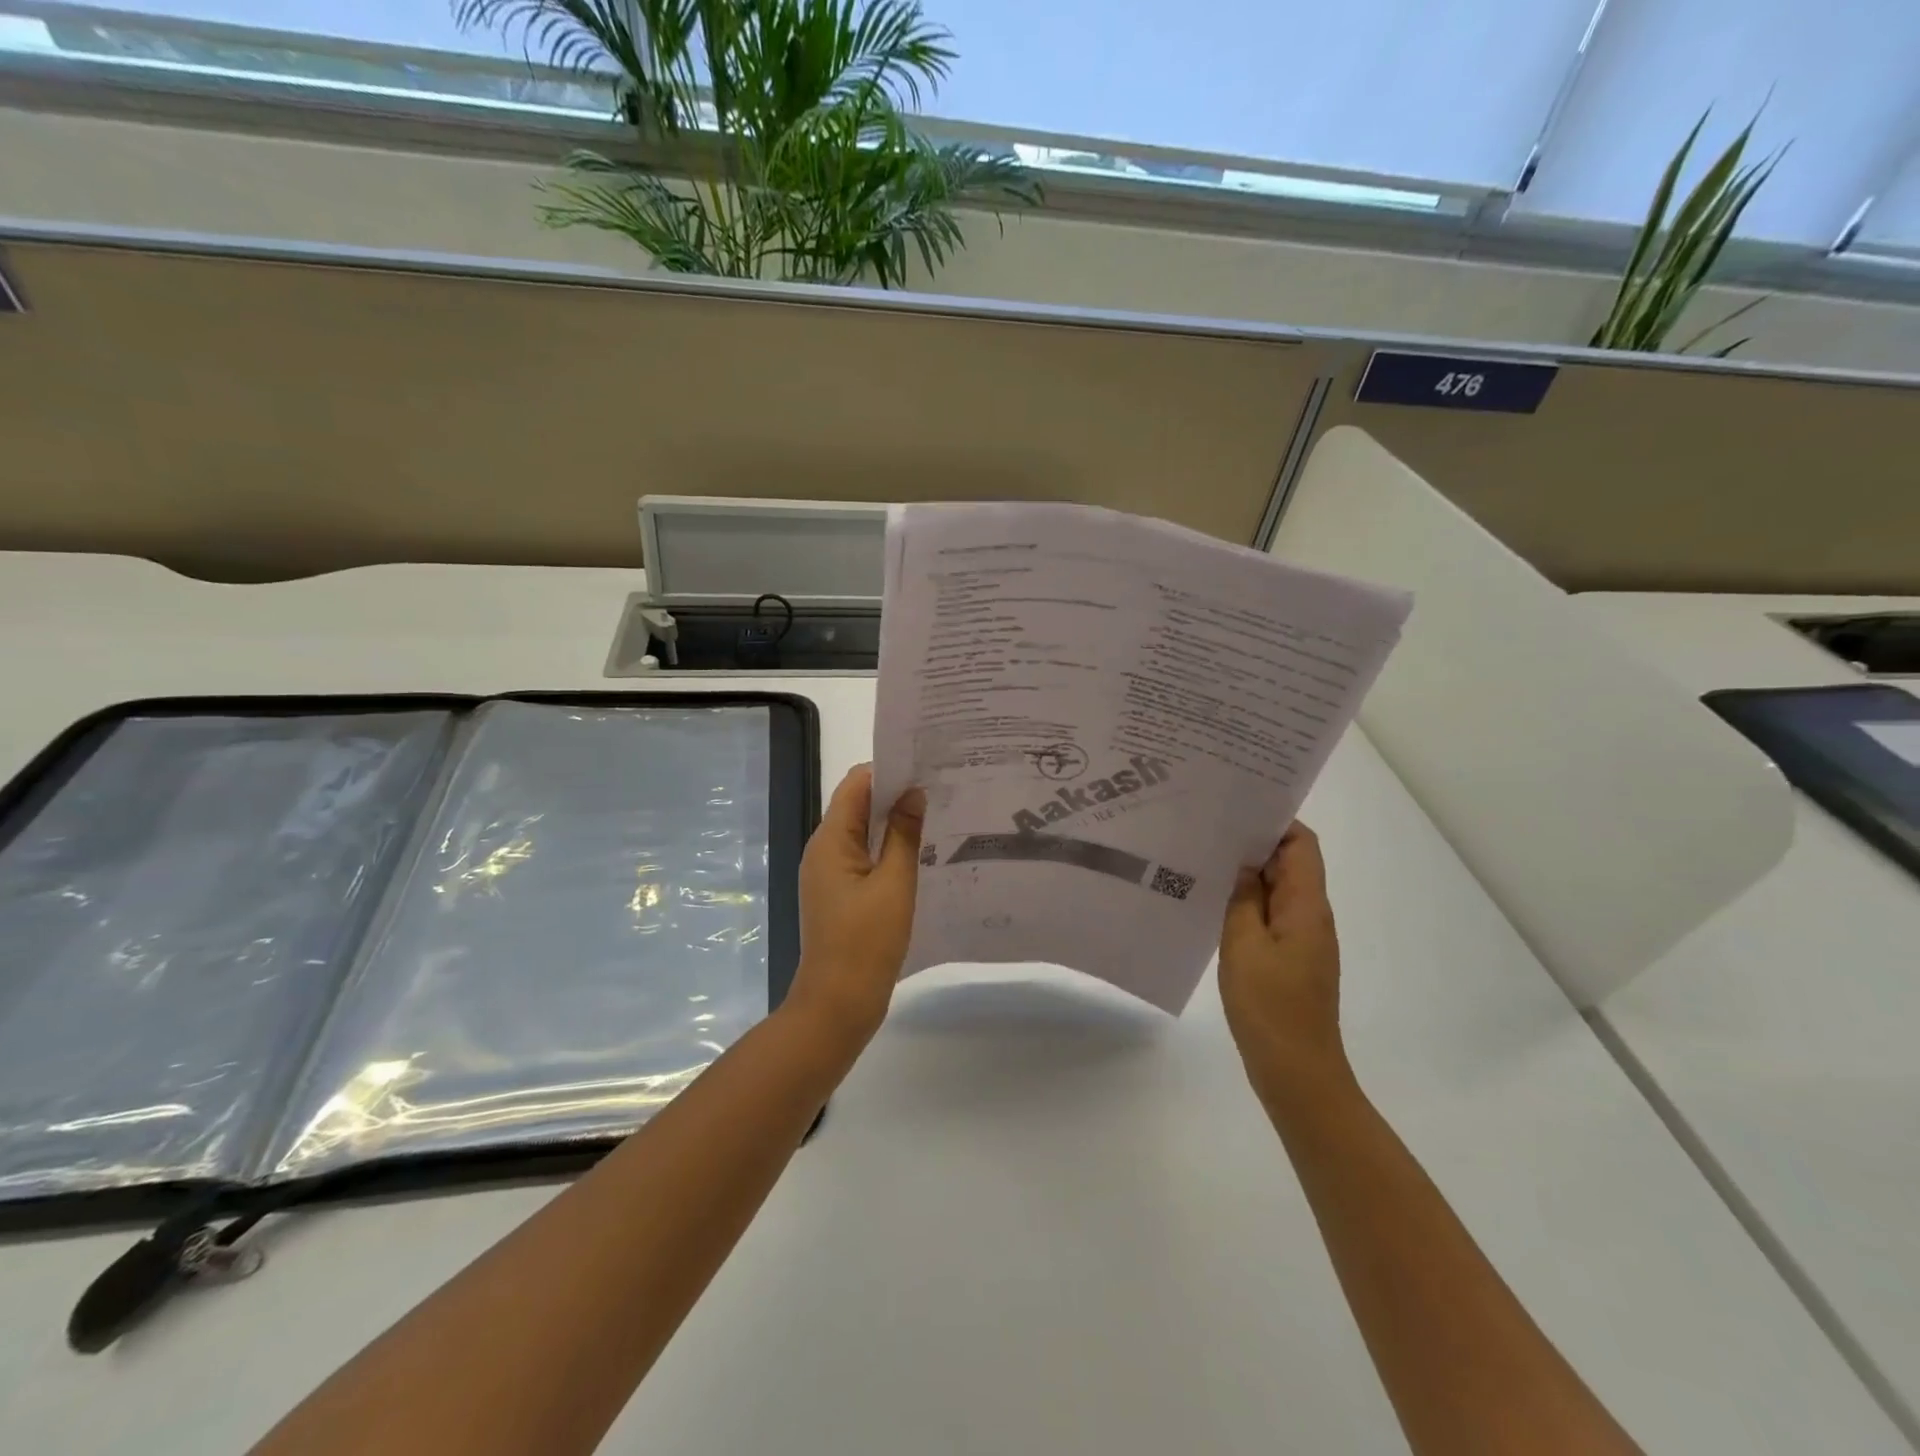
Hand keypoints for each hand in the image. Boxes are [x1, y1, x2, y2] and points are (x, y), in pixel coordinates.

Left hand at [786, 764, 924, 1052]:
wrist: (837, 1005)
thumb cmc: (866, 942)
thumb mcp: (894, 884)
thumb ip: (904, 835)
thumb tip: (914, 793)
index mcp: (830, 840)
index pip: (856, 784)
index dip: (888, 771)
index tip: (926, 767)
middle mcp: (823, 850)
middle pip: (857, 806)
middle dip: (895, 795)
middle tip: (939, 789)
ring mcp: (829, 874)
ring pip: (862, 833)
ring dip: (893, 823)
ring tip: (936, 816)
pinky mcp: (839, 894)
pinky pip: (863, 858)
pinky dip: (887, 849)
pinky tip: (920, 854)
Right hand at [1218, 823, 1348, 1093]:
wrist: (1296, 1072)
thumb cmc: (1270, 1006)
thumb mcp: (1244, 944)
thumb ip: (1243, 898)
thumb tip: (1243, 865)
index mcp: (1307, 906)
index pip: (1301, 844)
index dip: (1274, 821)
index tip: (1235, 809)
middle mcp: (1311, 916)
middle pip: (1290, 864)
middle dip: (1253, 843)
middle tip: (1207, 830)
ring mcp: (1302, 940)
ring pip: (1277, 891)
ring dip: (1247, 875)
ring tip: (1203, 861)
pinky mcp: (1290, 960)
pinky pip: (1269, 917)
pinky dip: (1246, 903)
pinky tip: (1212, 905)